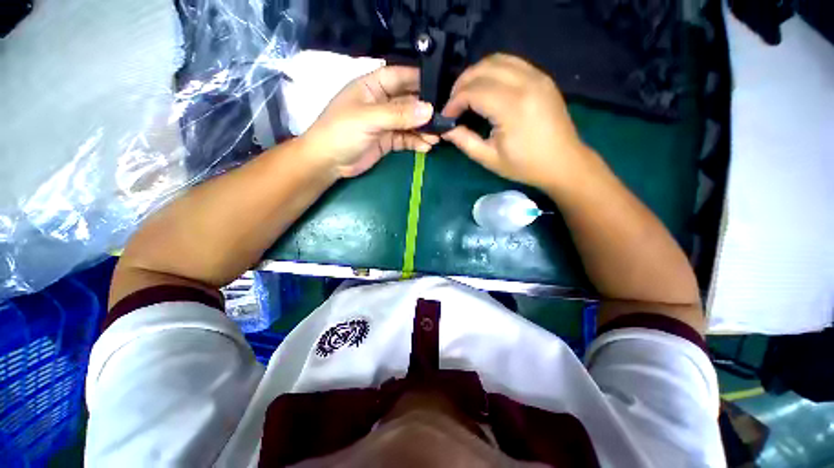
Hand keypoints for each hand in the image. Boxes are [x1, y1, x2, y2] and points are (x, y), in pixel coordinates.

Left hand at [302, 66, 440, 177]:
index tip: (440, 86)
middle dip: (425, 110)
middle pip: (408, 101)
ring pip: (409, 122)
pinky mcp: (387, 141)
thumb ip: (398, 114)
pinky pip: (406, 139)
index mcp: (372, 86)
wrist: (328, 162)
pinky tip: (426, 147)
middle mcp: (381, 102)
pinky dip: (416, 142)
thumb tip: (429, 110)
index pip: (399, 76)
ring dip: (423, 129)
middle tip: (443, 118)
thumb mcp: (369, 119)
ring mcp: (385, 123)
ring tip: (437, 137)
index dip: (418, 78)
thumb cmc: (341, 132)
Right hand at [442, 54, 590, 190]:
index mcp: (512, 107)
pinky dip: (493, 70)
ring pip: (497, 59)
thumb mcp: (490, 158)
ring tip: (466, 94)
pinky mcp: (542, 77)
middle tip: (453, 105)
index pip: (473, 91)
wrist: (563, 162)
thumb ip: (465, 141)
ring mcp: (537, 76)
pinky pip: (512, 62)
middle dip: (461, 84)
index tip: (446, 117)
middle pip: (483, 69)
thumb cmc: (525, 165)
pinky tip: (486, 87)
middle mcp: (525, 83)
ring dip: (476, 74)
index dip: (454, 102)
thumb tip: (446, 130)